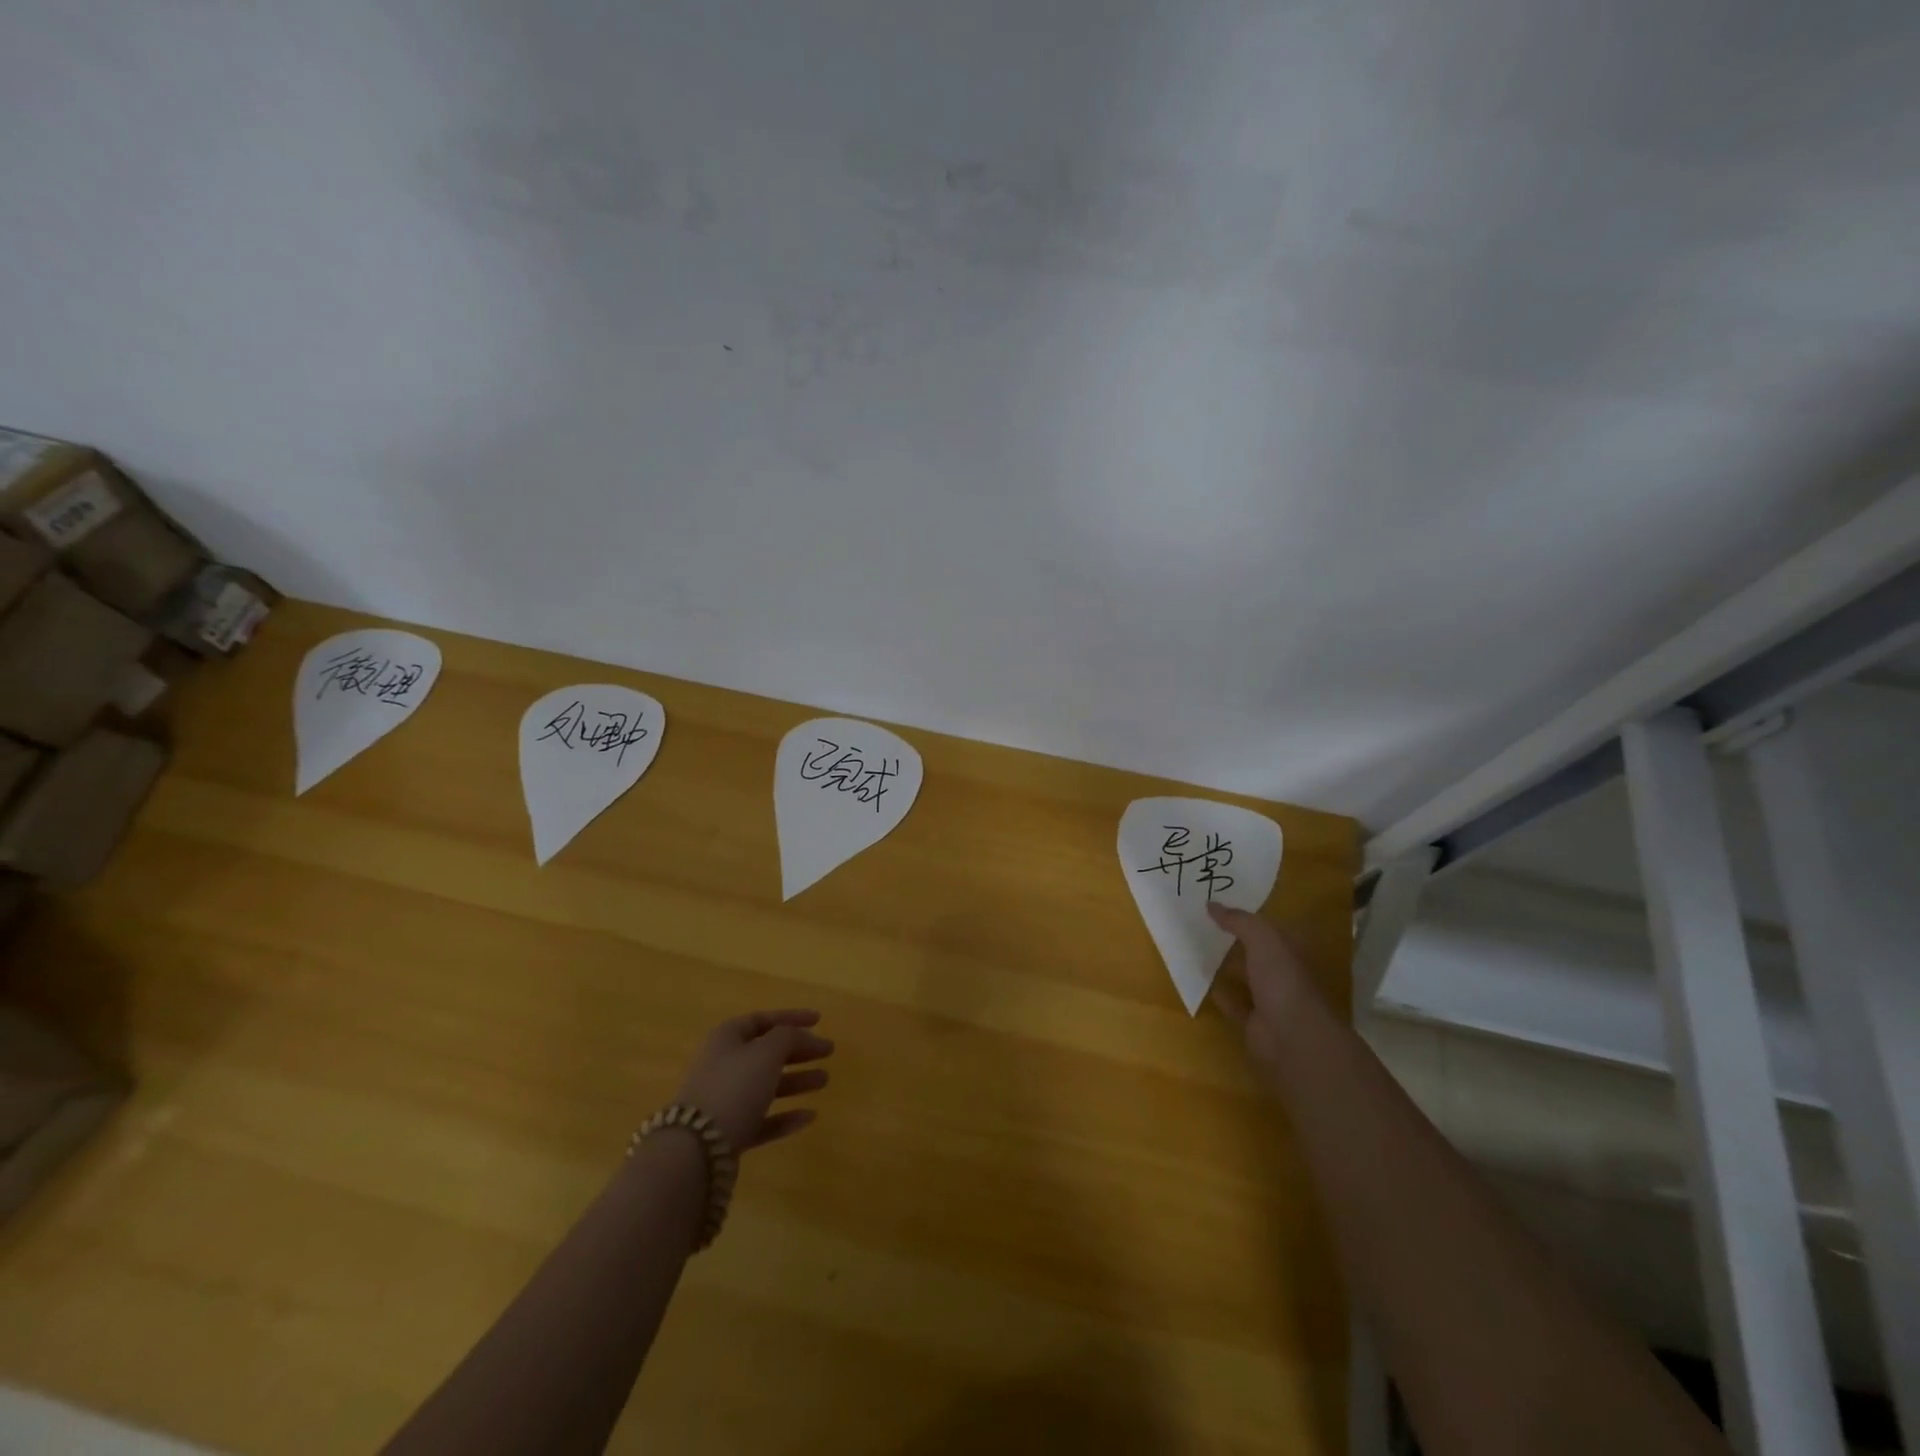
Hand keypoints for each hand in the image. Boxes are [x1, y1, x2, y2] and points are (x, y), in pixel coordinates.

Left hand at [674, 1009, 833, 1153]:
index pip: (762, 1020)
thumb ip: (789, 1037)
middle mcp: (722, 1065)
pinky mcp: (728, 1134)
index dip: (791, 1017)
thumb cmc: (734, 1086)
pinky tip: (809, 1117)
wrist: (696, 1150)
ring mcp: (724, 1101)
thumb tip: (802, 1036)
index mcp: (726, 1038)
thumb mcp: (767, 1052)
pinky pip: (762, 1119)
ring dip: (796, 1081)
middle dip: (798, 1051)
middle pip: (766, 1052)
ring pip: (766, 1085)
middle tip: (828, 1051)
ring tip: (825, 1081)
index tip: (819, 1020)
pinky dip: (785, 1116)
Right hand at [1206, 904, 1318, 1068]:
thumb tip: (1210, 904)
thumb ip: (1239, 920)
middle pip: (1257, 952)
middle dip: (1235, 940)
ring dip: (1226, 966)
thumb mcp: (1263, 939)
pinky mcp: (1254, 1022)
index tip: (1223, 904)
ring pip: (1244, 977)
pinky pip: (1233, 1003)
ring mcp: (1270, 999)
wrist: (1292, 1037)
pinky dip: (1219, 994)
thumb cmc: (1283, 980)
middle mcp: (1283, 973)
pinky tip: (1200, 982)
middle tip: (1202, 923)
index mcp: (1292, 951)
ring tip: (1196, 949)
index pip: (1271, 928)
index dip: (1250, 916)